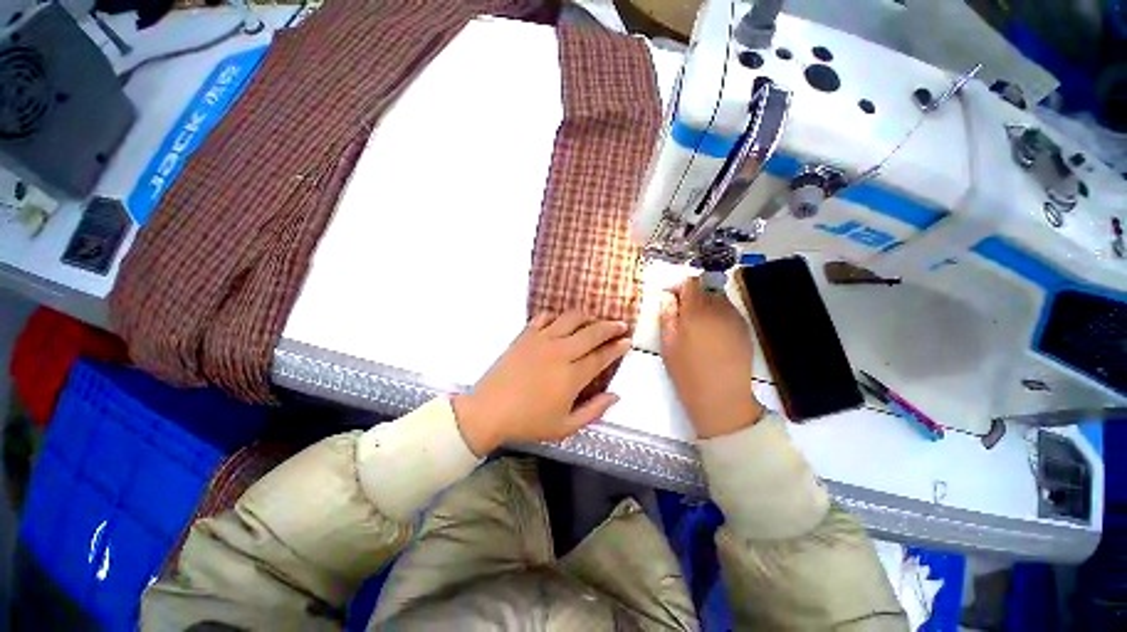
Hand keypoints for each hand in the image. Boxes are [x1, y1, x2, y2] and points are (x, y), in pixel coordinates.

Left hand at [453, 310, 631, 455]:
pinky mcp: (525, 335)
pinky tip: (560, 322)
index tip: (627, 341)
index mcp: (572, 376)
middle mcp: (560, 352)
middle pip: (591, 332)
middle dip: (610, 327)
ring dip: (586, 316)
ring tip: (593, 320)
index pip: (601, 356)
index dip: (617, 348)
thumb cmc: (528, 422)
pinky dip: (556, 316)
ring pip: (570, 318)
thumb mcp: (565, 427)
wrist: (489, 411)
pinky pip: (544, 317)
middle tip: (620, 325)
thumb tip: (616, 396)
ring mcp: (541, 340)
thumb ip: (594, 411)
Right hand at [660, 277, 763, 438]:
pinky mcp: (745, 329)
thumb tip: (668, 298)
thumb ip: (667, 317)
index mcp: (697, 310)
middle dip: (692, 295)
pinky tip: (711, 334)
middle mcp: (720, 308)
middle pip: (706, 288)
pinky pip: (729, 312)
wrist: (722, 398)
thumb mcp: (668, 344)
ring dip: (706, 304)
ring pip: (719, 299)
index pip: (691, 282)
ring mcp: (735, 318)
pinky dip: (718, 315)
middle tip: (681, 313)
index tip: (670, 298)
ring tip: (697, 325)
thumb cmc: (687, 372)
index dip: (679, 286)